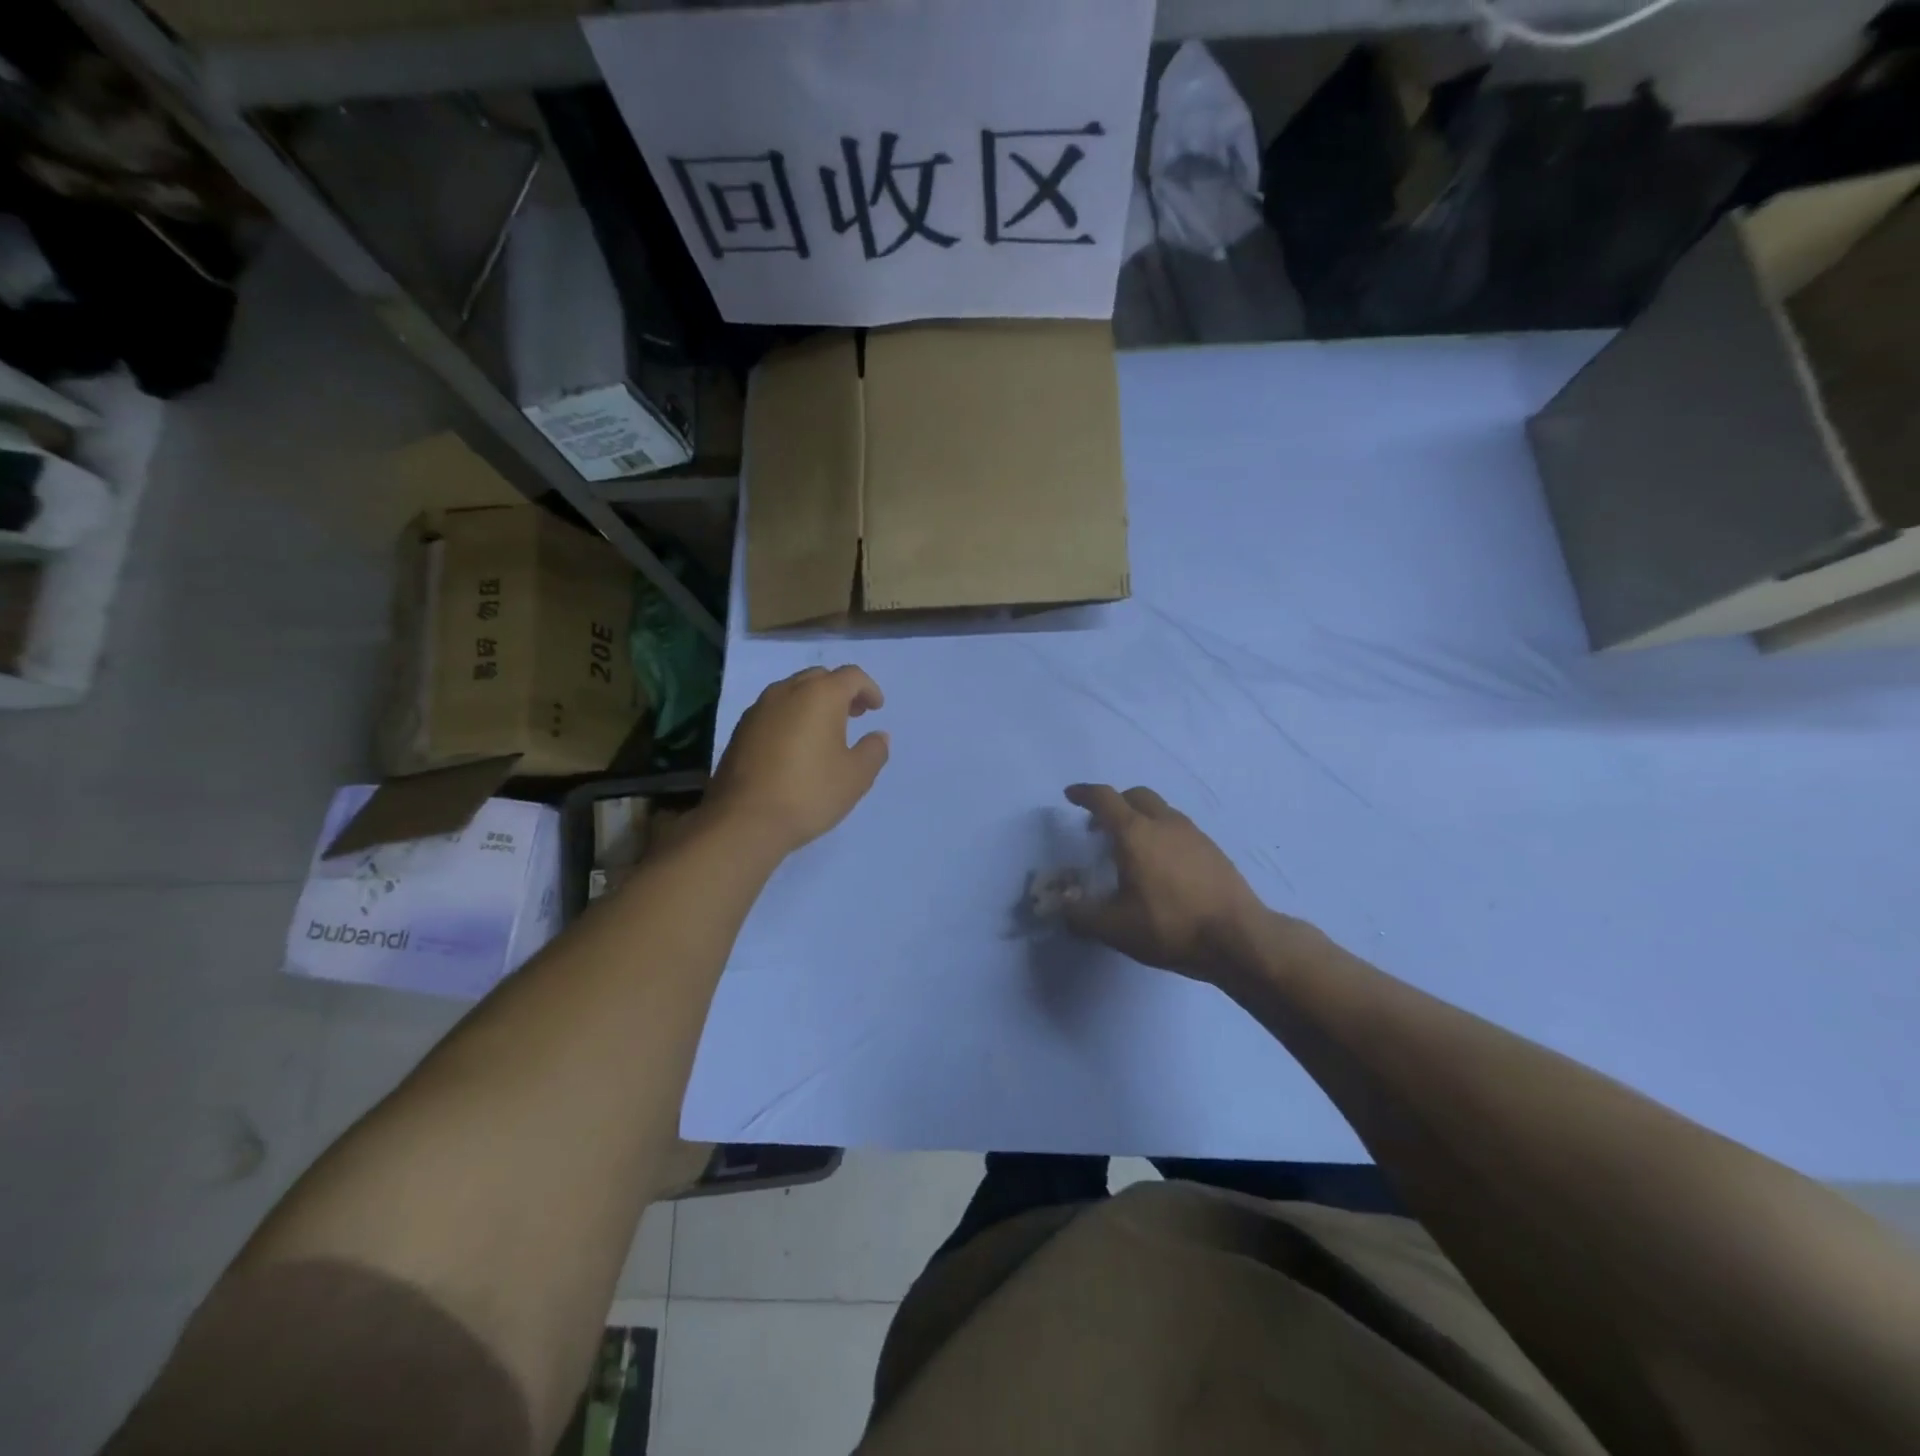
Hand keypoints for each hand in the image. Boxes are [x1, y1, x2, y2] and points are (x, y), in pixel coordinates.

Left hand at [707, 666, 889, 856]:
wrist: (744, 820)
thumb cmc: (809, 793)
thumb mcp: (856, 776)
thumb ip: (874, 750)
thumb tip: (878, 736)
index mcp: (820, 695)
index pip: (851, 676)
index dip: (869, 689)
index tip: (876, 708)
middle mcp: (787, 691)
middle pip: (819, 678)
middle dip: (840, 692)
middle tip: (854, 715)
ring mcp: (759, 709)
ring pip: (793, 692)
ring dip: (813, 703)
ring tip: (825, 732)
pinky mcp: (740, 730)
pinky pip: (774, 711)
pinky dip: (791, 718)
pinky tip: (796, 747)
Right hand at [1061, 784, 1268, 983]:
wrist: (1239, 938)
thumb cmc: (1170, 926)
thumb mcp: (1115, 928)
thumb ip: (1081, 915)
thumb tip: (1062, 905)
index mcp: (1135, 833)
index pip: (1104, 799)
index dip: (1084, 794)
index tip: (1070, 795)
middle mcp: (1163, 823)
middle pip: (1135, 796)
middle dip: (1114, 803)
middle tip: (1099, 826)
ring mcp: (1193, 833)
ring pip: (1160, 810)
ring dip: (1139, 817)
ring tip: (1131, 847)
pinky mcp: (1212, 848)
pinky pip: (1178, 828)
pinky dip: (1161, 833)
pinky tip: (1162, 864)